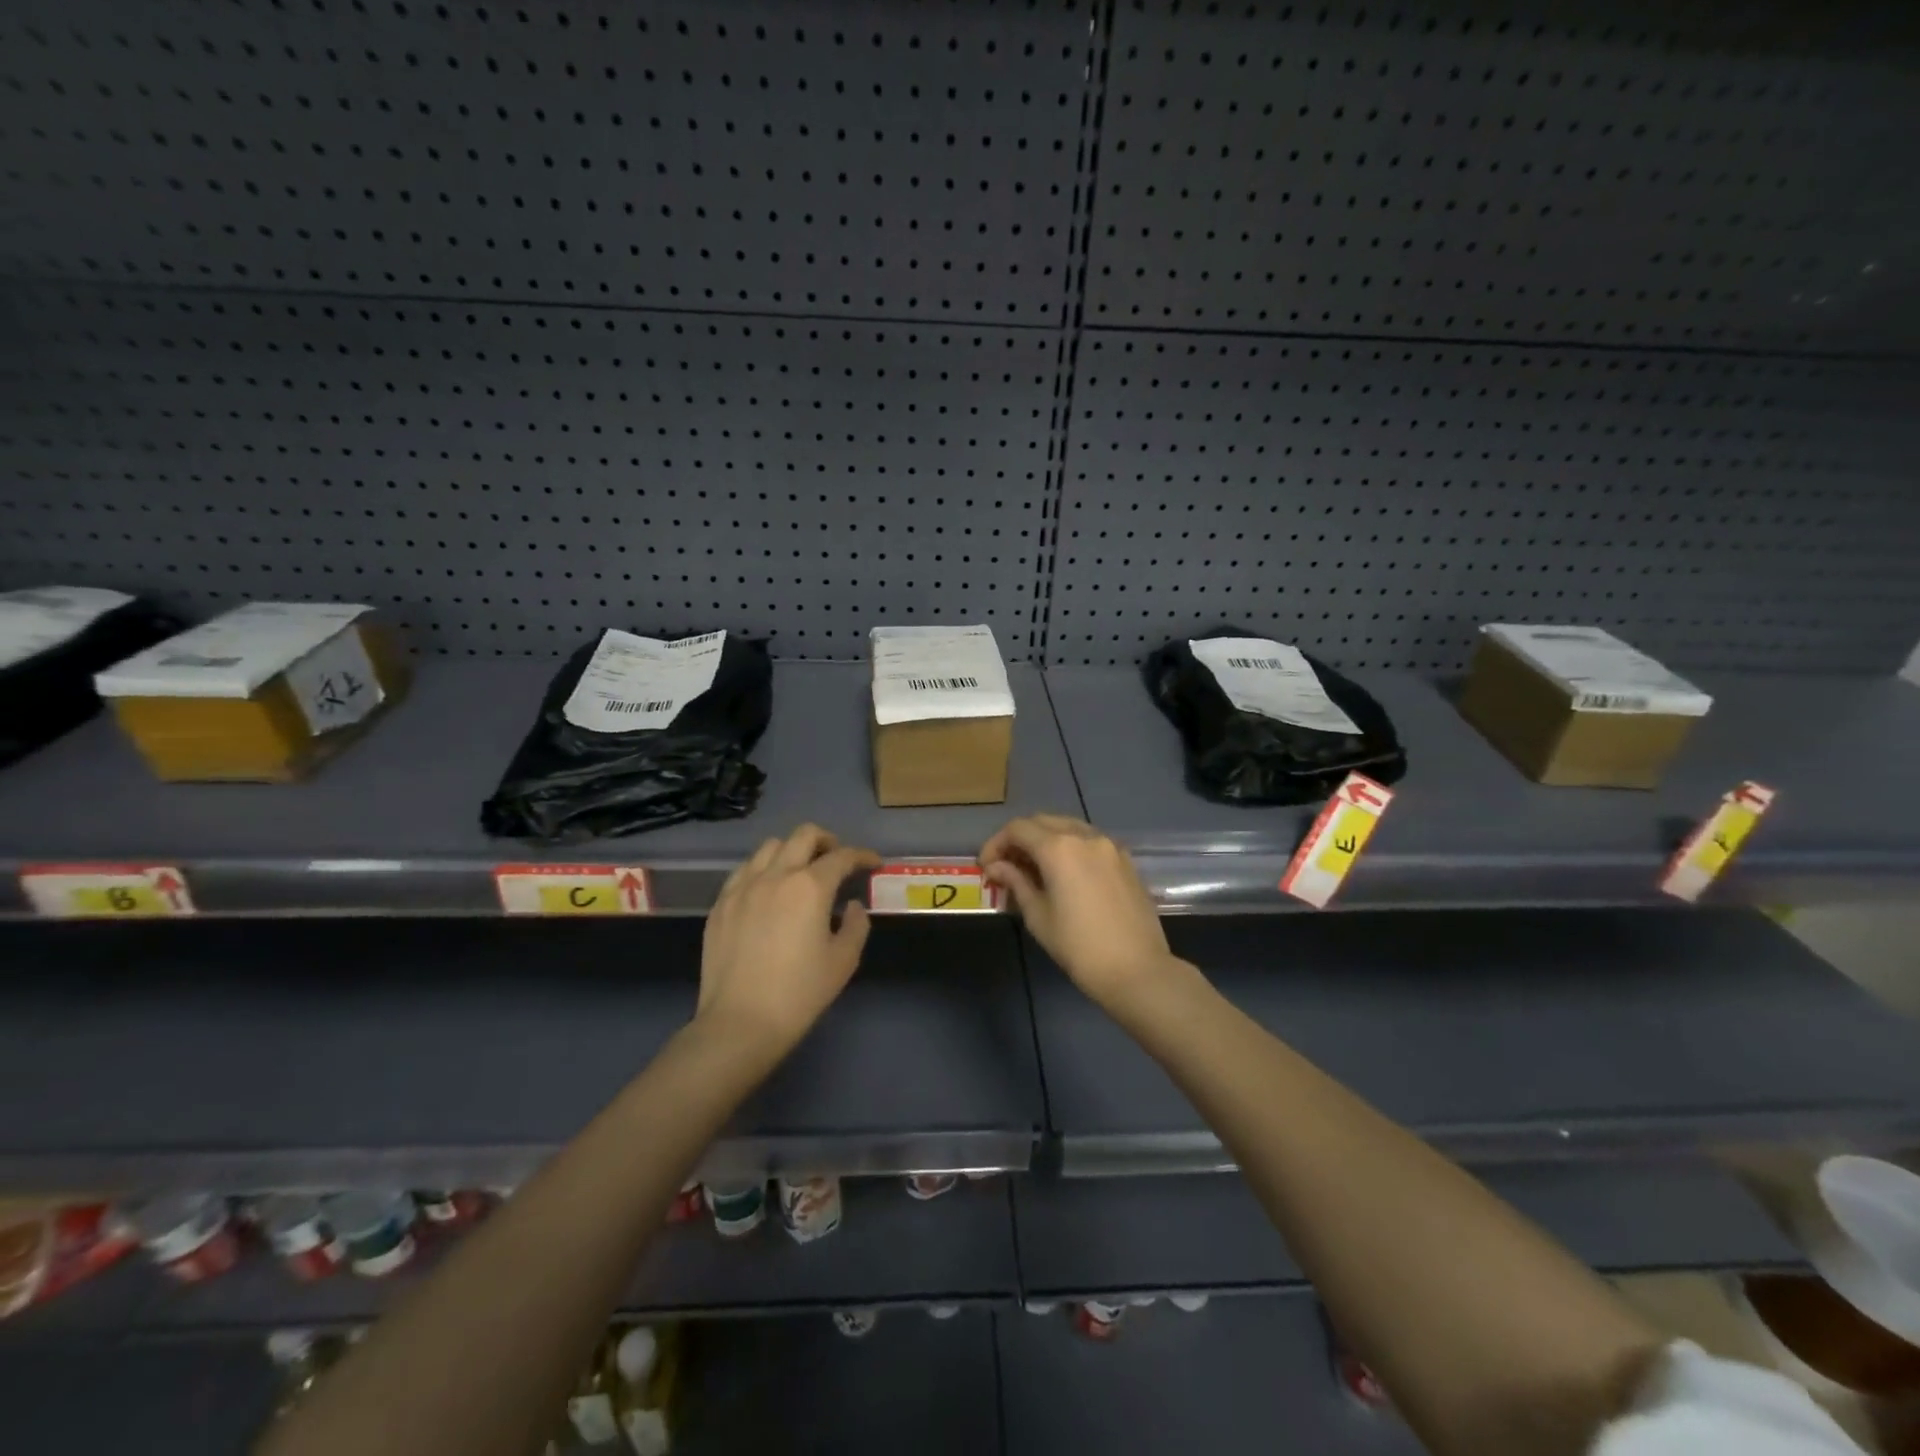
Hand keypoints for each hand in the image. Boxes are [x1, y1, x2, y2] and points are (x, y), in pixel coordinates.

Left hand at [698, 824, 878, 1055]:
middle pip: (803, 835)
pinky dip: (763, 869)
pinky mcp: (721, 903)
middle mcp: (775, 875)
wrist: (740, 1023)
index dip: (862, 856)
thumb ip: (856, 925)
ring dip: (792, 851)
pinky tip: (768, 890)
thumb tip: (852, 906)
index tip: (873, 863)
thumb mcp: (843, 961)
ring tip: (801, 871)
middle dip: (827, 841)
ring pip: (770, 847)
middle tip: (837, 860)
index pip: (842, 857)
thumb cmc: (799, 993)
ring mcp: (743, 887)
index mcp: (810, 887)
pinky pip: (744, 870)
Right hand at [979, 814, 1177, 1010]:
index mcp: (1059, 848)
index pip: (1018, 829)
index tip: (987, 867)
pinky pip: (1089, 841)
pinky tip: (1064, 873)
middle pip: (1043, 822)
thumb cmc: (1079, 947)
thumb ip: (1016, 882)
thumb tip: (997, 867)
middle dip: (1020, 838)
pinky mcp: (1125, 860)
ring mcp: (1109, 845)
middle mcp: (1085, 836)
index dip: (996, 843)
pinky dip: (1070, 847)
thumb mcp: (1038, 916)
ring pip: (1068, 827)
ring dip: (1046, 839)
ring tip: (1033, 868)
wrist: (1137, 970)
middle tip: (1006, 865)